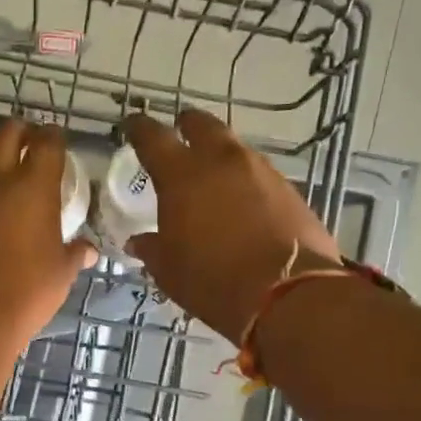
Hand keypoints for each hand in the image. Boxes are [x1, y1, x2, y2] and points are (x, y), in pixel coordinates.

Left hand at [0, 119, 94, 346]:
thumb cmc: (24, 294)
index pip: (47, 143)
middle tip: (29, 142)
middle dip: (20, 132)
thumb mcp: (60, 275)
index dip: (54, 136)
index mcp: (32, 187)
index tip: (57, 139)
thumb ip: (73, 255)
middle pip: (5, 134)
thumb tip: (87, 251)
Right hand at [124, 110, 340, 343]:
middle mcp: (221, 161)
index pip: (153, 137)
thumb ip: (152, 248)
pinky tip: (241, 200)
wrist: (288, 295)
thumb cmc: (213, 281)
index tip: (132, 125)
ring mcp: (260, 171)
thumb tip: (139, 241)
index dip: (139, 128)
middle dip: (186, 126)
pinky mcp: (289, 189)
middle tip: (178, 133)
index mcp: (182, 175)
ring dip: (218, 154)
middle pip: (201, 125)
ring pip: (233, 148)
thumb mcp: (170, 270)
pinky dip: (244, 179)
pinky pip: (258, 173)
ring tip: (211, 173)